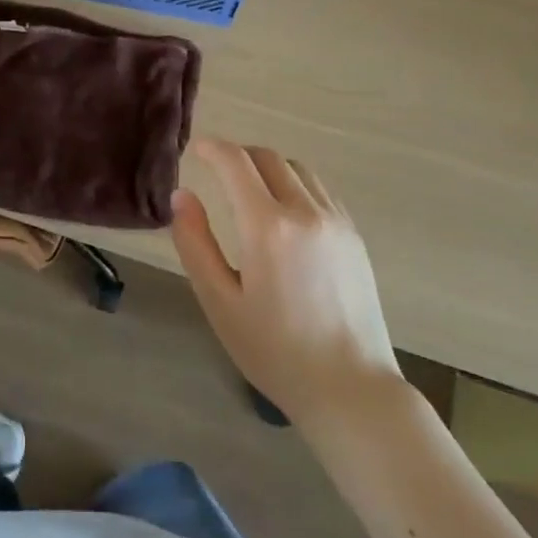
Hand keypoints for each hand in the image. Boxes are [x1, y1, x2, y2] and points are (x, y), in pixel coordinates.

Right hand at [171, 139, 402, 434]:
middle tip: (216, 171)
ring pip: (298, 170)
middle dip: (238, 155)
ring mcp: (337, 223)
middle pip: (269, 158)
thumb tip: (182, 196)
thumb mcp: (219, 302)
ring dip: (268, 168)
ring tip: (249, 190)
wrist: (350, 389)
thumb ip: (195, 243)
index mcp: (267, 227)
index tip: (196, 149)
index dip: (212, 149)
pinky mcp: (355, 237)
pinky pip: (320, 191)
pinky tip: (284, 213)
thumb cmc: (274, 351)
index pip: (236, 163)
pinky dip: (295, 185)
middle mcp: (306, 212)